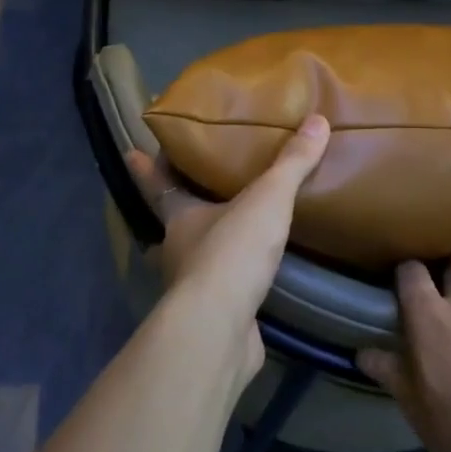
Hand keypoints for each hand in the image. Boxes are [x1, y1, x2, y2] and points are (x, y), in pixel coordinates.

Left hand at [124, 115, 329, 374]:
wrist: (220, 331)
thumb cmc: (230, 254)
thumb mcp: (266, 199)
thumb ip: (291, 164)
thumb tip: (318, 120)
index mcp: (180, 217)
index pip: (158, 185)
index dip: (146, 168)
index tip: (132, 152)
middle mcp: (180, 249)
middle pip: (175, 219)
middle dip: (181, 203)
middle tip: (196, 181)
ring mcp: (195, 287)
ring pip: (198, 255)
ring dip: (210, 242)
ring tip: (235, 225)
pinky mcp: (216, 316)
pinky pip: (225, 288)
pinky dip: (235, 278)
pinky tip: (255, 274)